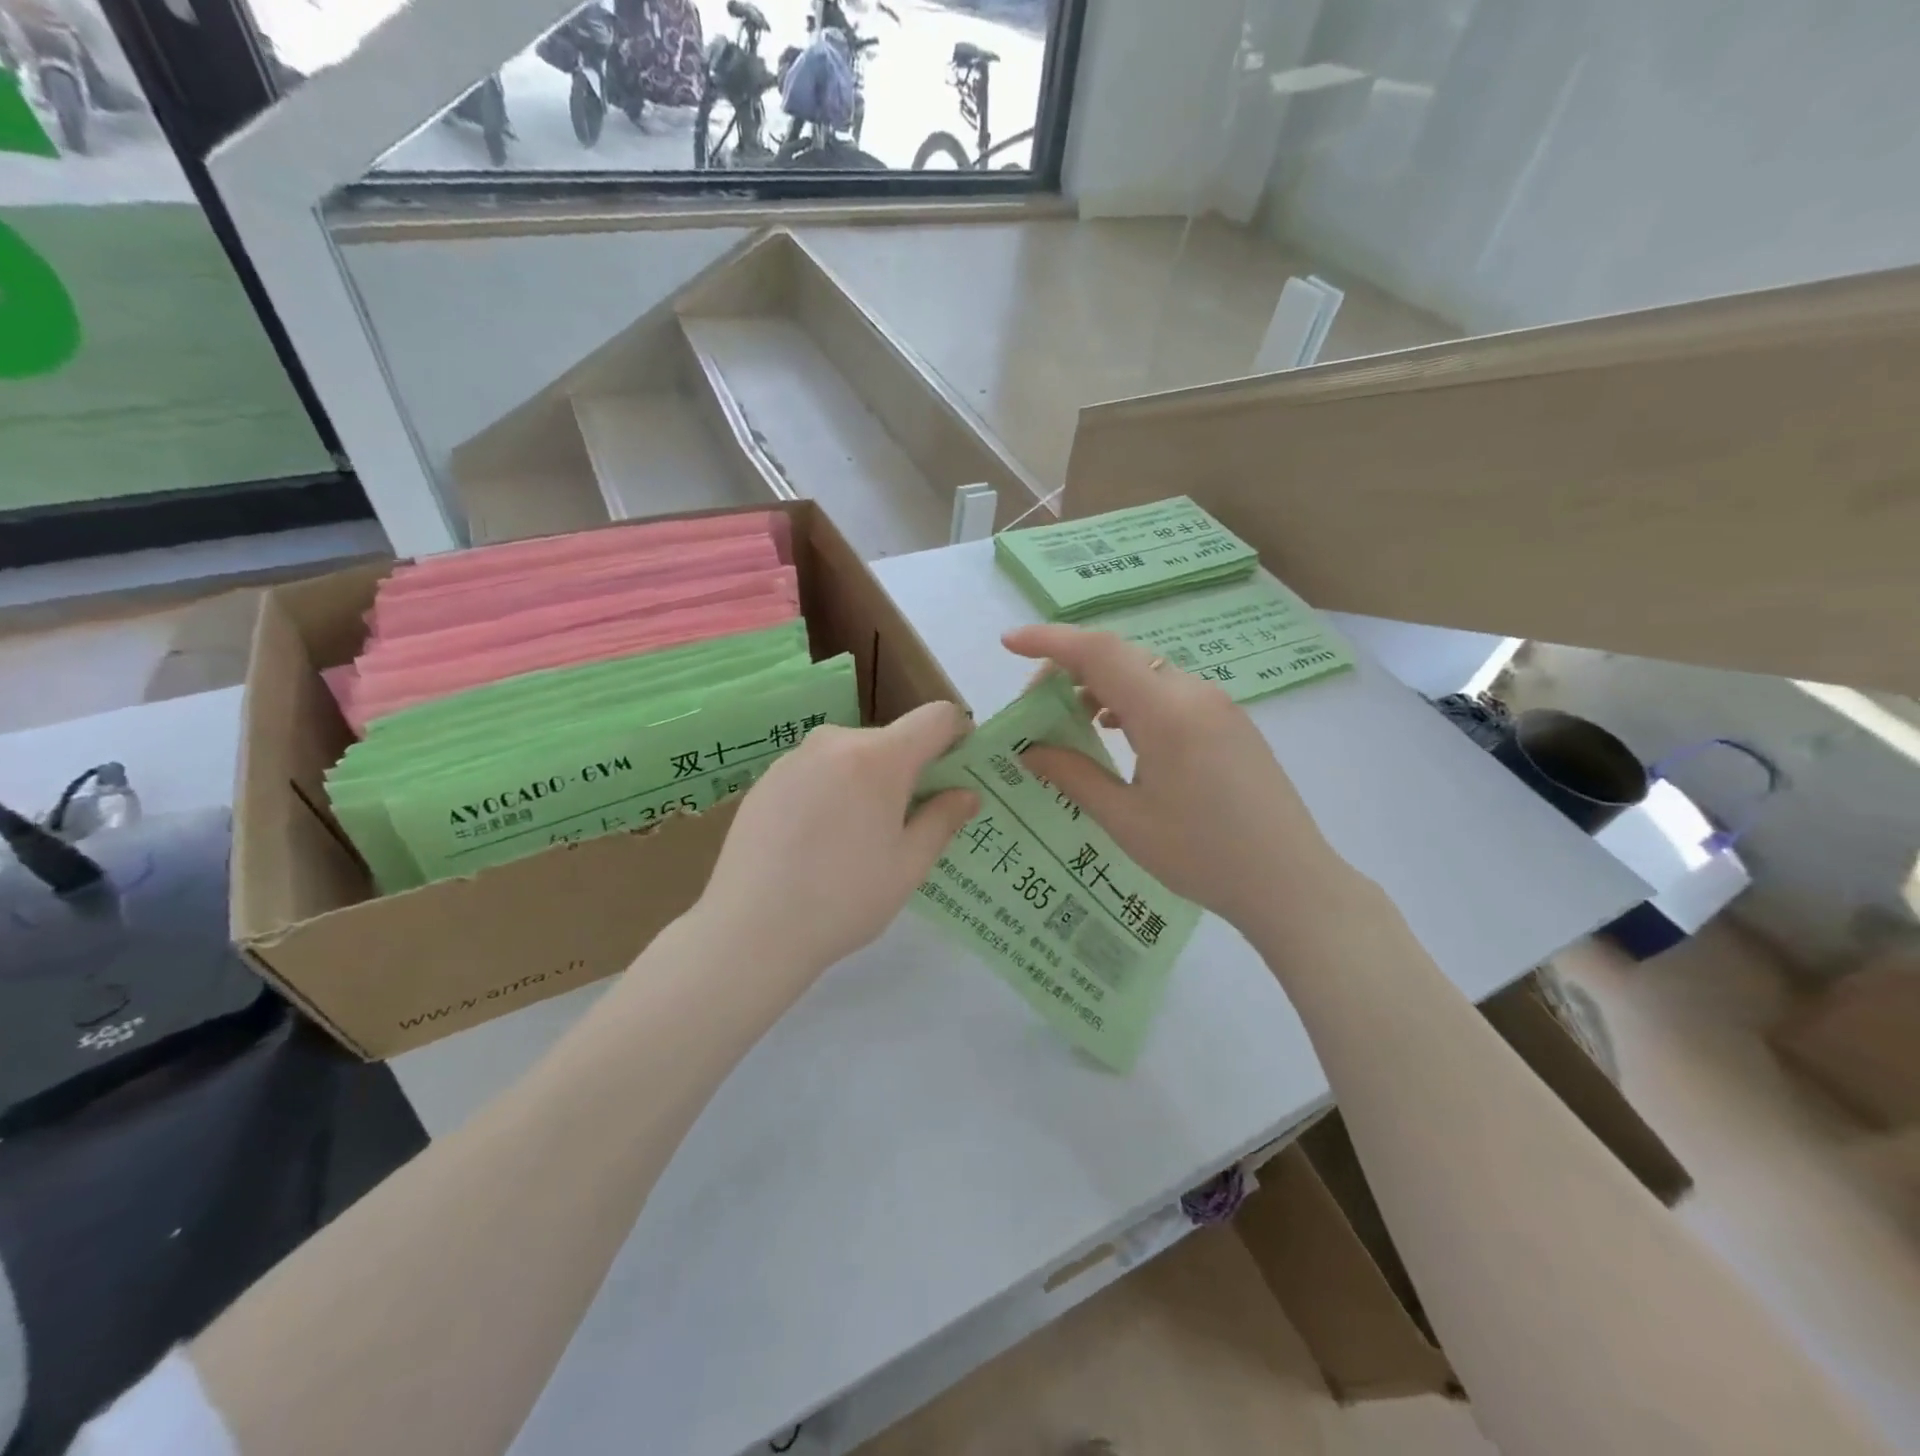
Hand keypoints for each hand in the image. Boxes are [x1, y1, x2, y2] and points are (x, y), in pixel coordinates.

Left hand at [694, 701, 978, 982]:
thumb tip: (966, 794)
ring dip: (867, 782)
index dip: (958, 735)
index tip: (958, 771)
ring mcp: (794, 758)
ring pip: (851, 756)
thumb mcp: (908, 865)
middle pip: (891, 740)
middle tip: (907, 824)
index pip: (936, 717)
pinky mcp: (766, 779)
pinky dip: (830, 792)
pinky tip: (815, 842)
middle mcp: (835, 741)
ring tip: (855, 840)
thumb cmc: (844, 899)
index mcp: (880, 757)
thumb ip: (942, 820)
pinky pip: (816, 772)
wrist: (749, 930)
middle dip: (909, 770)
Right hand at [1003, 625, 1340, 931]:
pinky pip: (1170, 692)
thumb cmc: (1202, 857)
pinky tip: (1117, 731)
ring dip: (1101, 685)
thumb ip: (1073, 775)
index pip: (1099, 652)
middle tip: (1036, 707)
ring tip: (1071, 721)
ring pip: (1145, 673)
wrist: (1291, 883)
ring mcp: (1218, 705)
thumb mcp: (1126, 820)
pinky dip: (1133, 699)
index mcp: (1167, 713)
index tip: (1007, 644)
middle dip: (1069, 669)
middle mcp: (1194, 694)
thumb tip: (1029, 750)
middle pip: (1120, 657)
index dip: (1049, 642)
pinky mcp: (1230, 722)